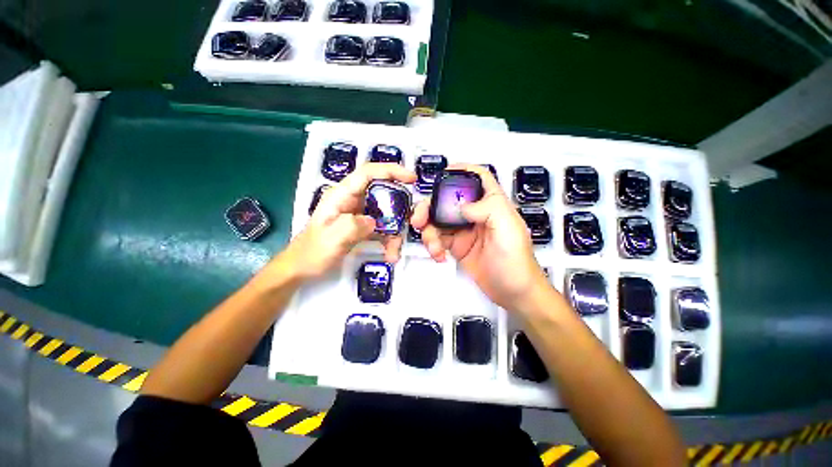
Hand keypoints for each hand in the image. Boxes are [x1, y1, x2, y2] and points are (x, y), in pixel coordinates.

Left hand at [280, 163, 416, 280]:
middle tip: (410, 222)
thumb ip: (353, 226)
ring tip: (394, 252)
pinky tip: (390, 254)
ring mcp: (359, 213)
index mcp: (341, 195)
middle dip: (399, 208)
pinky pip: (382, 227)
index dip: (391, 171)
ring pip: (386, 213)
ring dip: (395, 231)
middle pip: (383, 193)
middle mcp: (352, 200)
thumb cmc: (312, 253)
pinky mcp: (363, 226)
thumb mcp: (331, 239)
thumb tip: (374, 222)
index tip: (411, 179)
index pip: (368, 173)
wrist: (303, 268)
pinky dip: (389, 239)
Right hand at [410, 164, 549, 312]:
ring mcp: (465, 230)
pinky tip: (438, 255)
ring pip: (438, 221)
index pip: (479, 178)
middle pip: (448, 200)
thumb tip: (462, 205)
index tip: (443, 172)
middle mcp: (477, 214)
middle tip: (419, 220)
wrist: (513, 293)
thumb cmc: (516, 262)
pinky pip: (438, 239)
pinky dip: (433, 245)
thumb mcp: (508, 230)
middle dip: (430, 207)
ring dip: (429, 231)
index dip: (462, 170)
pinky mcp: (457, 246)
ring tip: (433, 246)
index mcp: (492, 205)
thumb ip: (487, 209)